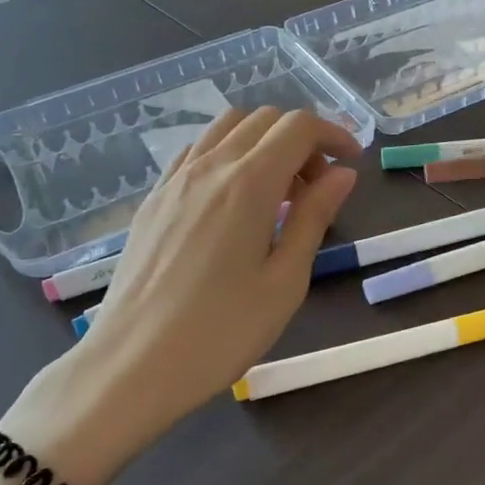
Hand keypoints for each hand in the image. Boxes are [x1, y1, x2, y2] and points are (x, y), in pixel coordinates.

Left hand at [2, 107, 360, 484]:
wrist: (132, 365)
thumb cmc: (221, 332)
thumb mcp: (285, 281)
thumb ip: (313, 217)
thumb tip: (342, 174)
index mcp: (248, 183)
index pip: (299, 127)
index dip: (334, 135)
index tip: (352, 164)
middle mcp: (210, 166)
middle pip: (264, 119)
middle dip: (302, 140)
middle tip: (318, 188)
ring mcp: (174, 179)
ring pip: (227, 128)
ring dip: (264, 142)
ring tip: (278, 192)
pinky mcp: (153, 199)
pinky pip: (197, 152)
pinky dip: (228, 155)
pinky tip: (233, 200)